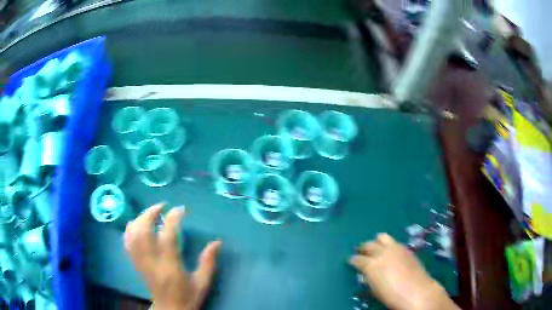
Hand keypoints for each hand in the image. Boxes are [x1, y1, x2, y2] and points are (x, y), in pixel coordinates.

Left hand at [124, 203, 221, 309]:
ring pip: (133, 235)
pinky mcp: (136, 264)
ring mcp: (141, 262)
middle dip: (150, 213)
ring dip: (140, 218)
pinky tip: (136, 224)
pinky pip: (127, 243)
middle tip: (162, 206)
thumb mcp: (202, 283)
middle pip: (143, 231)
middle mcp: (152, 261)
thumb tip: (217, 242)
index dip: (172, 218)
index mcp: (170, 266)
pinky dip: (130, 230)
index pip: (167, 235)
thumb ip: (208, 262)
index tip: (180, 209)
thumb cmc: (187, 297)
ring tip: (150, 212)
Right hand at [349, 234, 458, 309]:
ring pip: (382, 237)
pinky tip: (391, 251)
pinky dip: (389, 245)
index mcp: (371, 265)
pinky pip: (394, 242)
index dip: (353, 260)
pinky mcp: (406, 249)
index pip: (357, 259)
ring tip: (376, 247)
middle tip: (360, 252)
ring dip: (377, 242)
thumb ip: (369, 276)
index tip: (351, 261)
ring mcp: (395, 248)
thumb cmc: (392, 296)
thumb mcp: (375, 288)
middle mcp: (382, 253)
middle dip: (363, 248)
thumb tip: (367, 271)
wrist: (417, 291)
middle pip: (369, 245)